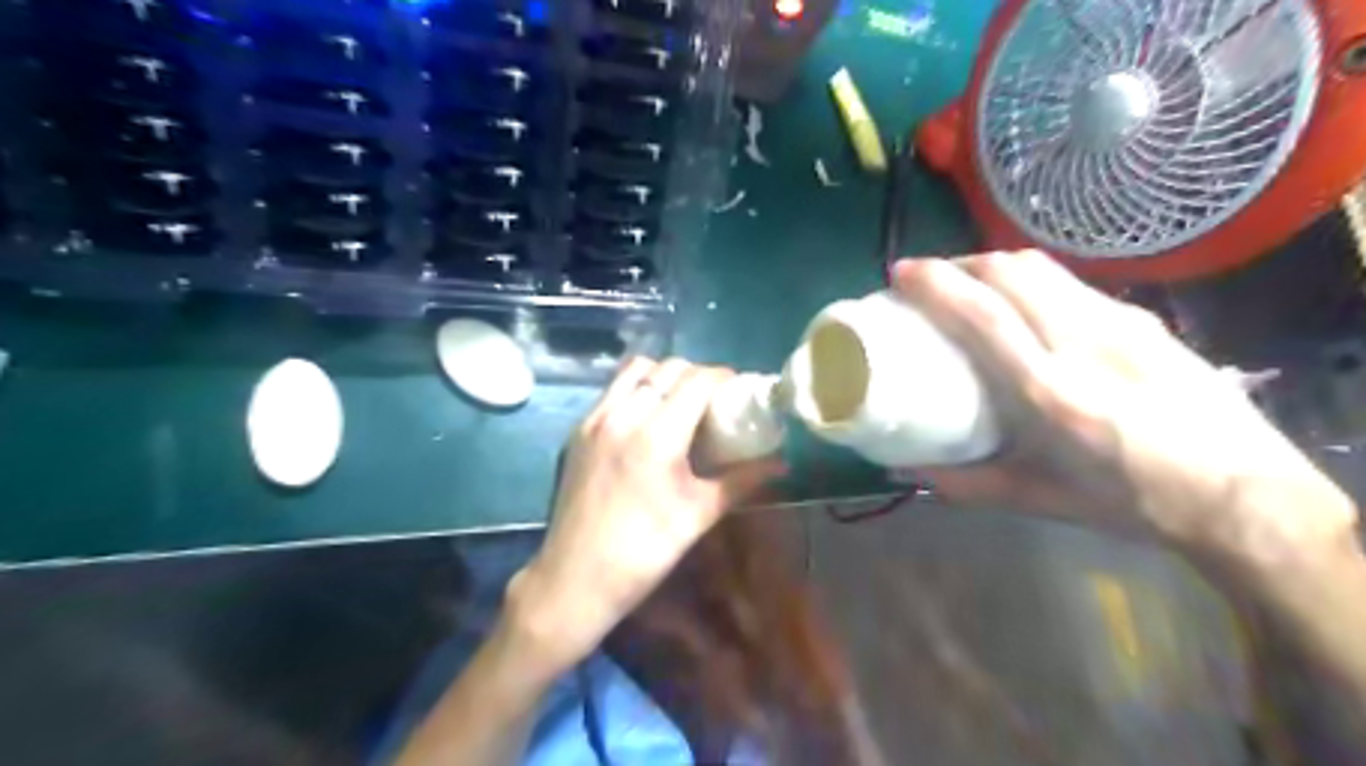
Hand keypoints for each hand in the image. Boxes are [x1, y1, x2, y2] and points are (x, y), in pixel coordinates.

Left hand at [503, 356, 784, 669]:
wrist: (575, 578)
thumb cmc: (644, 552)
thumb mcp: (698, 515)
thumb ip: (741, 481)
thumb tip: (782, 464)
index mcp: (657, 435)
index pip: (696, 381)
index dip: (723, 378)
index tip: (739, 390)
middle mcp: (623, 414)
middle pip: (668, 368)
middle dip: (697, 375)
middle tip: (714, 400)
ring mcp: (595, 419)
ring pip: (636, 370)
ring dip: (663, 375)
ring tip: (679, 402)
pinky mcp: (578, 430)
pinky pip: (613, 389)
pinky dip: (636, 388)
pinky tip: (647, 418)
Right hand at [898, 253, 1353, 571]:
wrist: (1244, 495)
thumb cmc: (1130, 501)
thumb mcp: (1038, 498)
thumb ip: (964, 482)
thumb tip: (905, 468)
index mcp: (1051, 392)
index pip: (983, 314)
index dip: (936, 283)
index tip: (901, 274)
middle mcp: (1084, 343)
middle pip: (1011, 271)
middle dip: (960, 263)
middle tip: (929, 279)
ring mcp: (1120, 324)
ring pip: (1043, 267)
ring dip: (994, 265)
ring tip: (969, 283)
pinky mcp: (1143, 319)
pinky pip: (1070, 283)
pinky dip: (1030, 280)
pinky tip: (1025, 305)